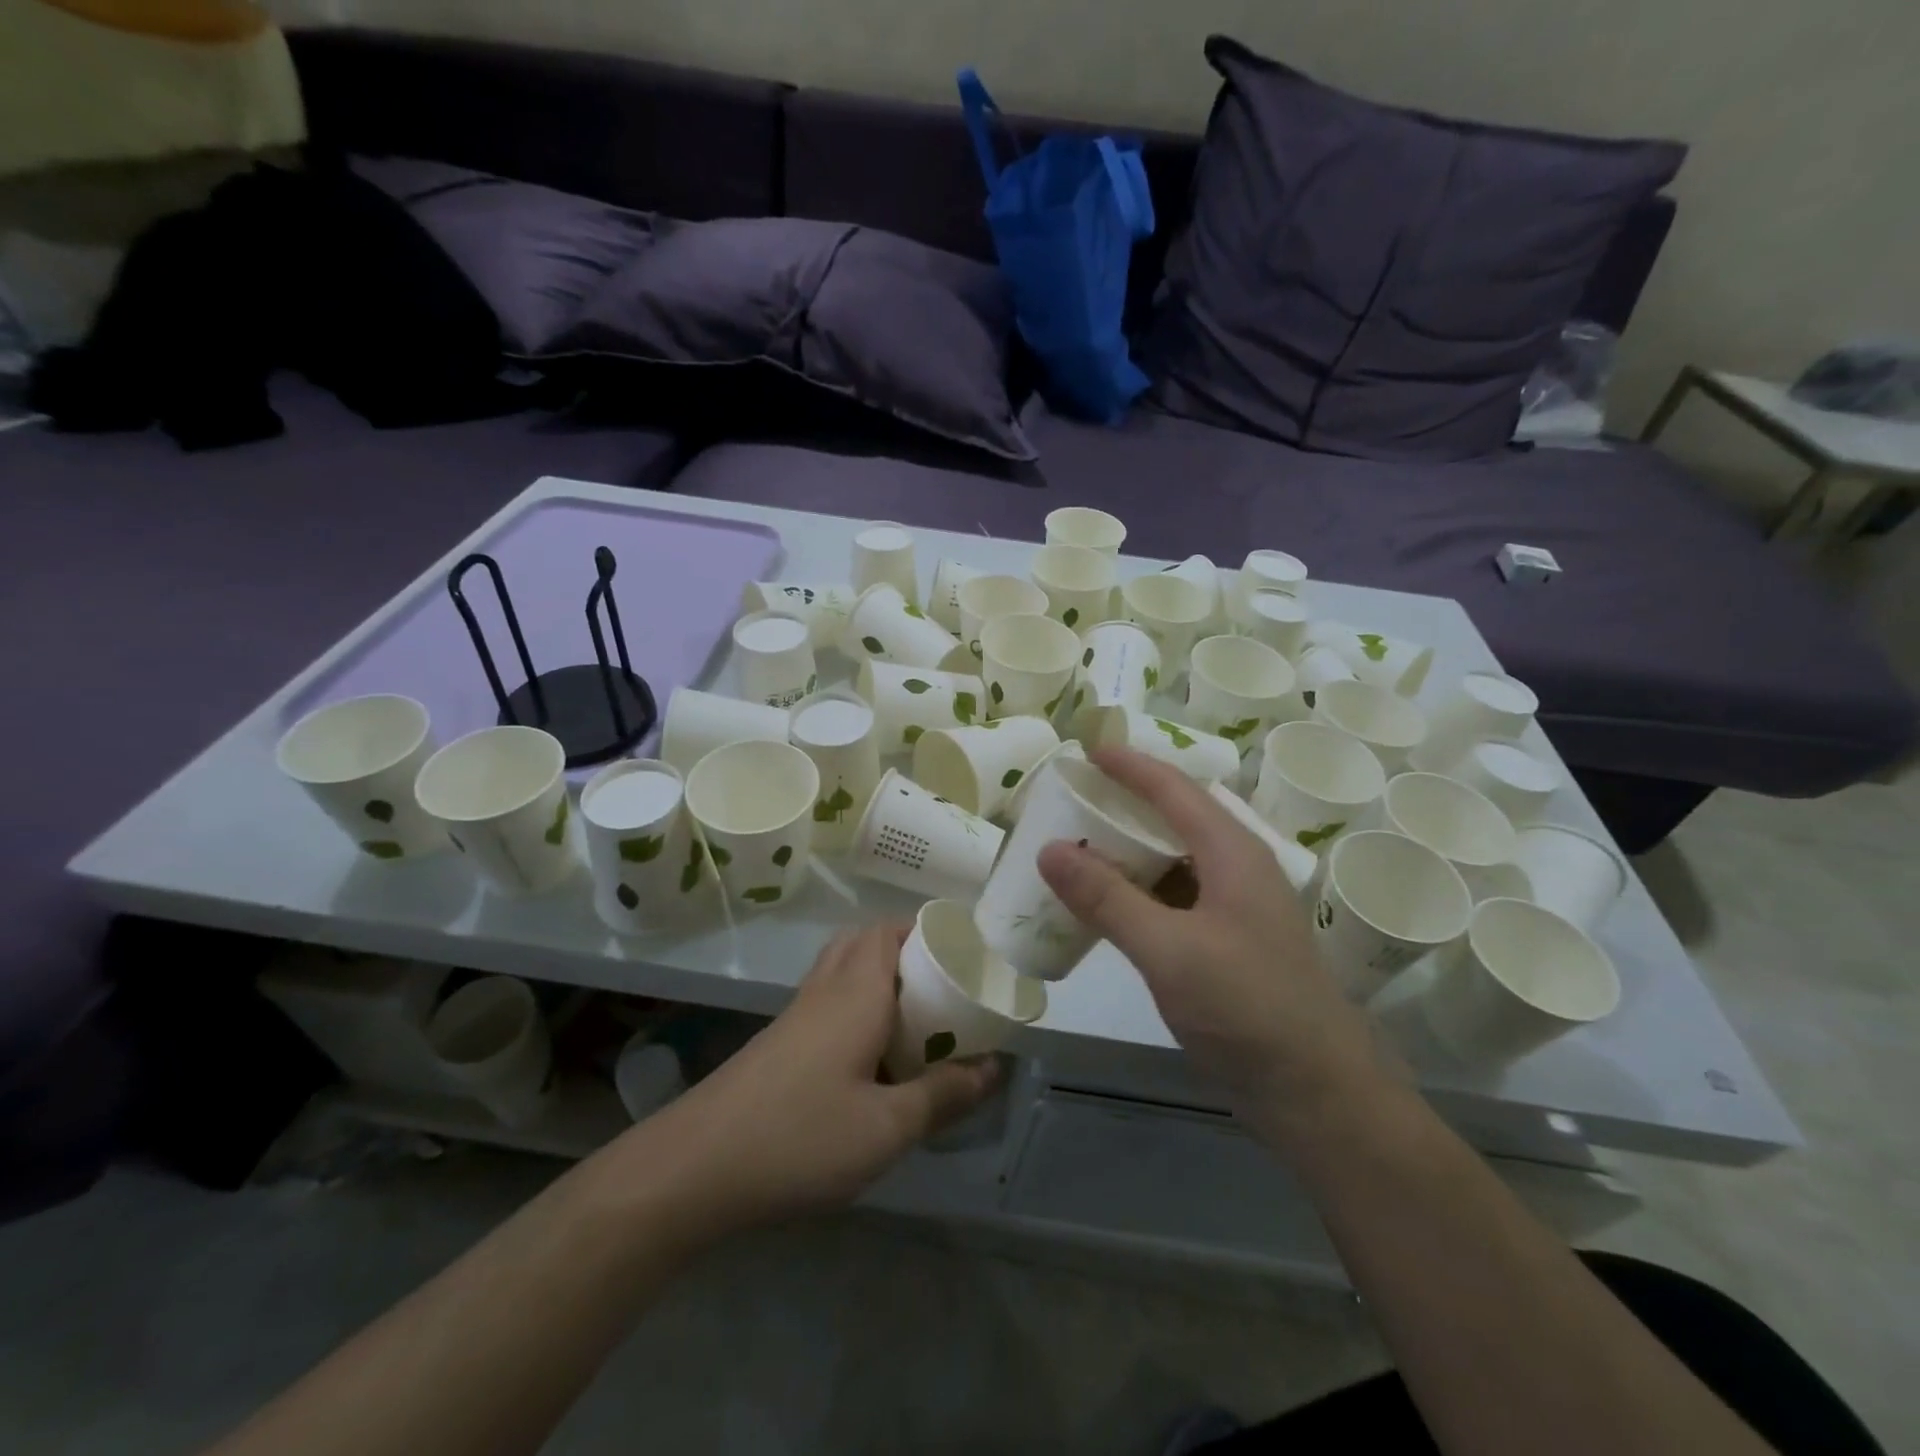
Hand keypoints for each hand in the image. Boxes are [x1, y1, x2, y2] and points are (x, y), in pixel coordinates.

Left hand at [636, 923, 1001, 1233]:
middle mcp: (826, 988)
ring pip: (843, 968)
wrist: (695, 1167)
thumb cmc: (801, 1137)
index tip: (963, 956)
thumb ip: (944, 1094)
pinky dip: (856, 1004)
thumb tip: (994, 1066)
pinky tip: (870, 1054)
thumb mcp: (887, 1127)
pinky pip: (827, 999)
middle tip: (943, 988)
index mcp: (857, 991)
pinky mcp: (779, 1041)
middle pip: (866, 941)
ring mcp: (797, 1014)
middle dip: (907, 951)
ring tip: (915, 1018)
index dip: (928, 931)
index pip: (891, 930)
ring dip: (880, 976)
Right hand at [1037, 747, 1391, 1149]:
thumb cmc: (1247, 1008)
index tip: (1085, 748)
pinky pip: (1173, 896)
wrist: (1315, 1092)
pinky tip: (1106, 904)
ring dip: (1129, 848)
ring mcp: (1234, 907)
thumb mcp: (1169, 950)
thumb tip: (1048, 849)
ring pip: (1173, 858)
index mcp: (1233, 853)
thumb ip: (1107, 898)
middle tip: (1072, 797)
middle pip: (1175, 816)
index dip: (1129, 765)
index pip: (1174, 789)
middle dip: (1124, 802)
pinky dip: (1137, 889)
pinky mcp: (1226, 941)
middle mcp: (1236, 868)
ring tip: (1079, 844)